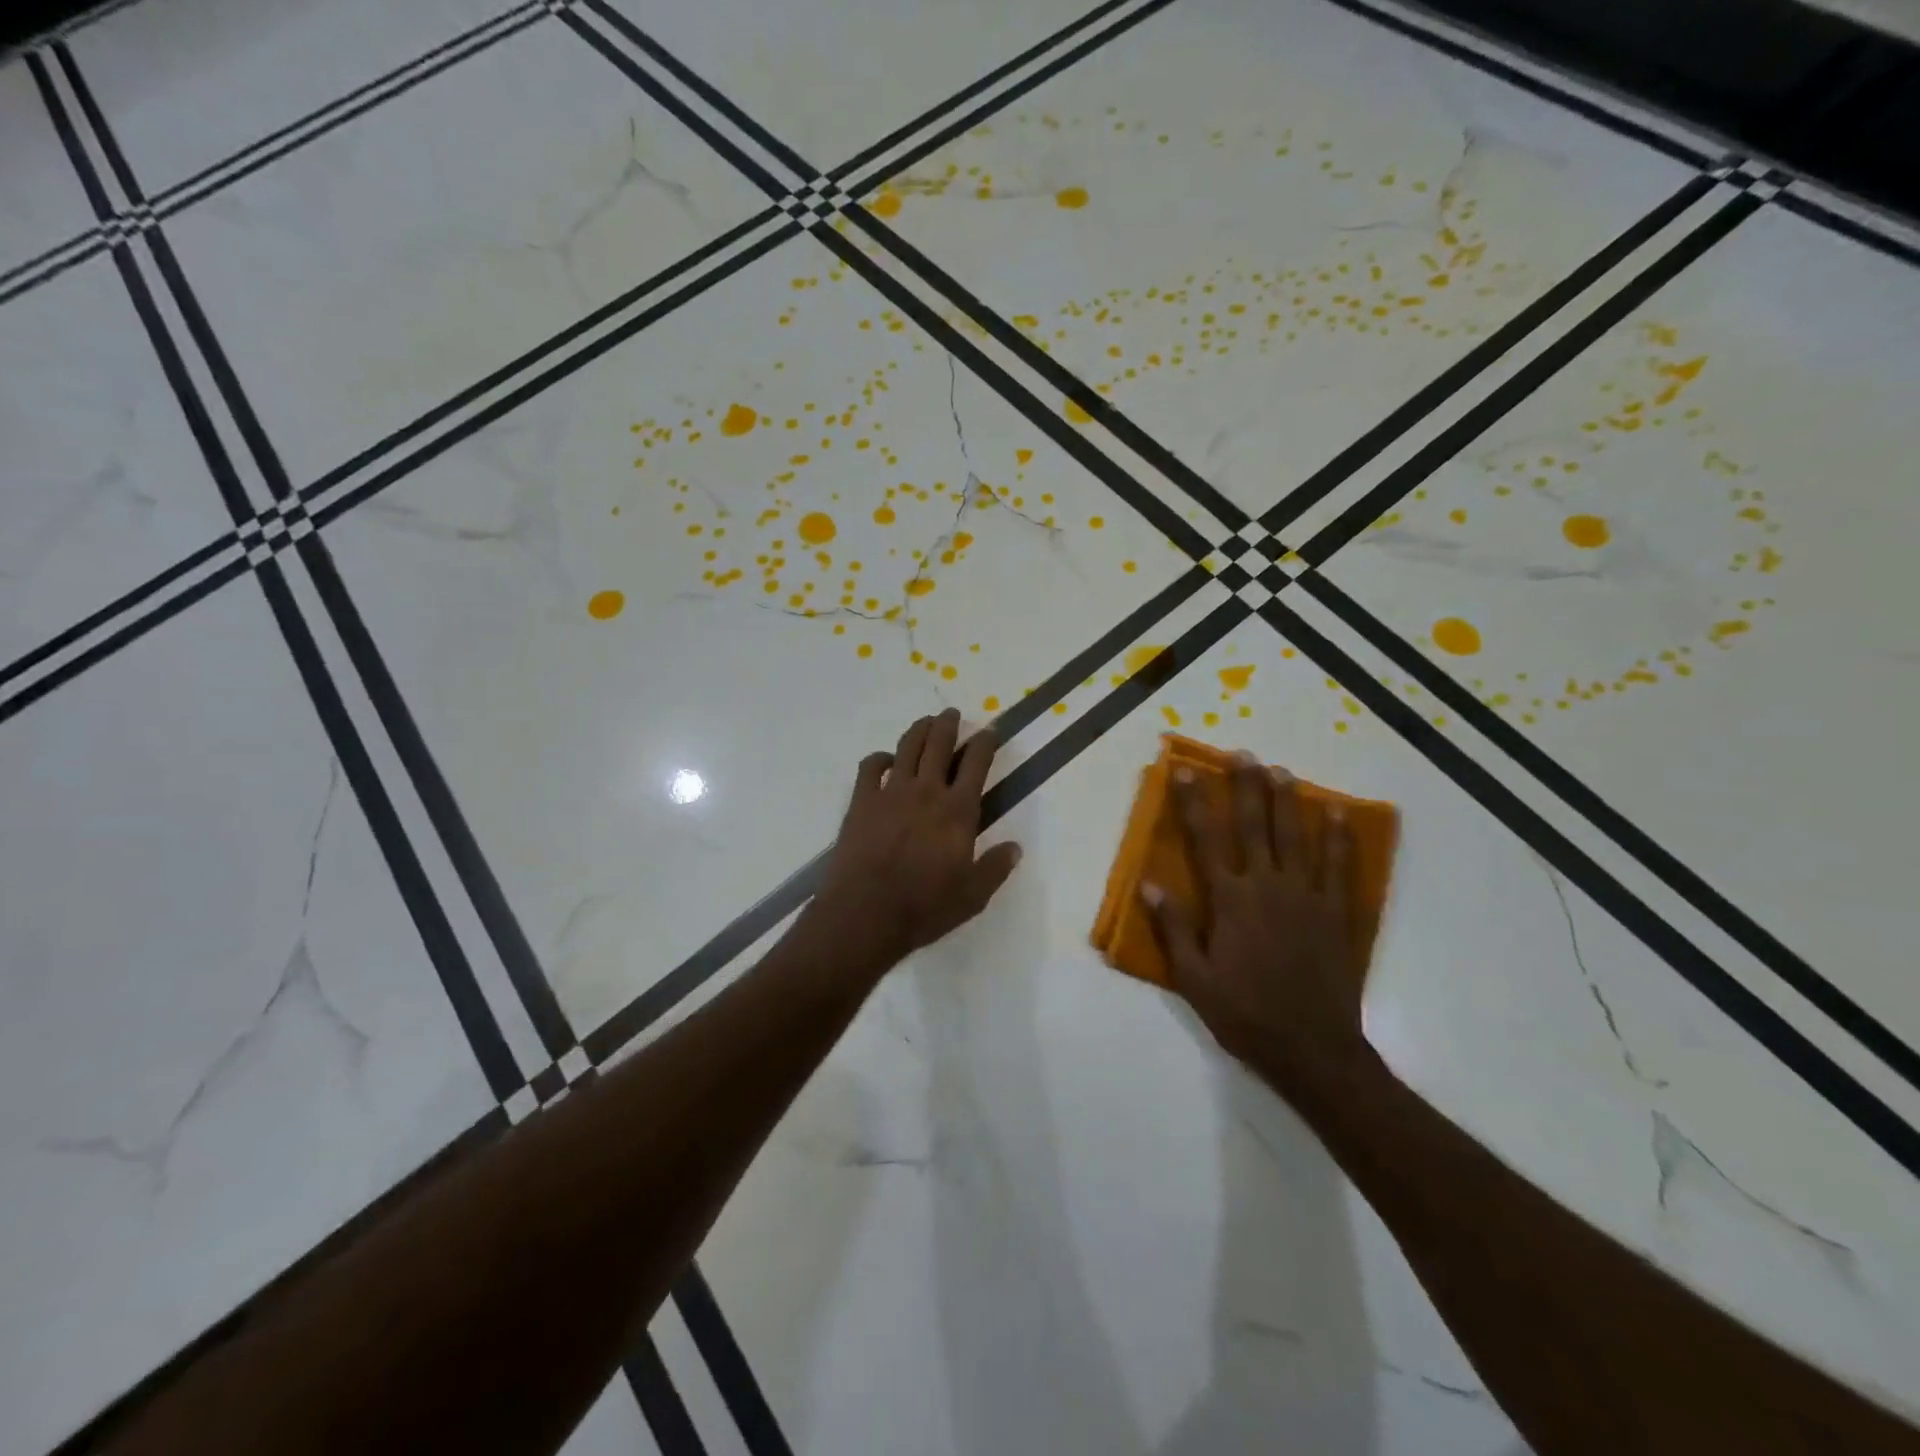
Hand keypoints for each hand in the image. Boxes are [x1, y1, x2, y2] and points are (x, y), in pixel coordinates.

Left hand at [814, 708, 1022, 969]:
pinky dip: (879, 758)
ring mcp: (890, 793)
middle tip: (952, 714)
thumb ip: (995, 868)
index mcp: (958, 811)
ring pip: (907, 748)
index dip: (985, 743)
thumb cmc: (925, 907)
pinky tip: (885, 760)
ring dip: (919, 730)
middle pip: (939, 745)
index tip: (990, 731)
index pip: (976, 764)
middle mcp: (926, 792)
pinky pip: (870, 767)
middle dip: (948, 724)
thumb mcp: (973, 896)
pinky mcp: (861, 802)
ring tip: (925, 722)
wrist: (866, 913)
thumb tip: (1015, 847)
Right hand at [1139, 753, 1371, 1098]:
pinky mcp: (1337, 913)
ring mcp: (1307, 897)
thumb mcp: (1194, 980)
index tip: (1185, 771)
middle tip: (1242, 754)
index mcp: (1230, 902)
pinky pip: (1339, 866)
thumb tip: (1148, 885)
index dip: (1194, 803)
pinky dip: (1337, 837)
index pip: (1207, 840)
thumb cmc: (1245, 1015)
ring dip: (1287, 801)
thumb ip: (1173, 929)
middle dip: (1246, 787)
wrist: (1313, 1050)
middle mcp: (1268, 888)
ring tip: (1280, 770)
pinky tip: (1334, 812)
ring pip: (1296, 837)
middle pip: (1256, 827)